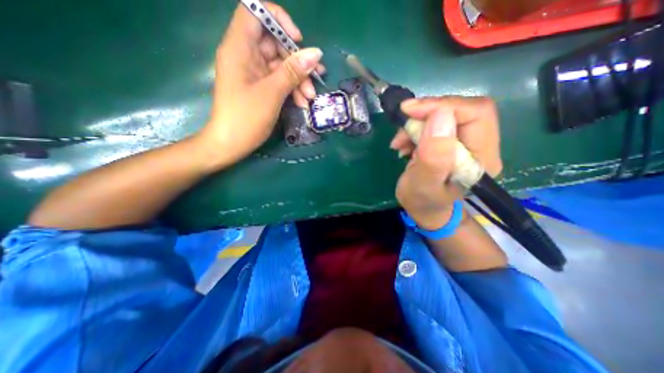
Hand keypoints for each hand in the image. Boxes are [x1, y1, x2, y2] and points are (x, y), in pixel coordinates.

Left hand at [193, 1, 325, 166]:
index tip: (297, 40)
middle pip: (275, 43)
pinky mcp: (260, 87)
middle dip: (297, 62)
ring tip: (310, 98)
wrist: (231, 143)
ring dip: (298, 80)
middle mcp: (245, 55)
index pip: (255, 12)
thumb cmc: (246, 117)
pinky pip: (279, 81)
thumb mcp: (272, 93)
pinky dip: (292, 89)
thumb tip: (315, 53)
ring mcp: (253, 73)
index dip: (278, 20)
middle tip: (314, 79)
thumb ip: (293, 71)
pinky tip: (302, 102)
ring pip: (281, 66)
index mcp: (239, 48)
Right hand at [390, 97, 503, 229]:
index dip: (443, 106)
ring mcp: (467, 142)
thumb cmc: (422, 201)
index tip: (410, 110)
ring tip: (400, 142)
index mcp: (482, 158)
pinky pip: (435, 123)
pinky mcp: (452, 141)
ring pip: (445, 114)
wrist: (424, 209)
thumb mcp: (423, 184)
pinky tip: (404, 144)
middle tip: (403, 126)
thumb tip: (440, 116)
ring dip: (417, 123)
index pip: (476, 113)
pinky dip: (415, 129)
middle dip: (426, 114)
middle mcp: (481, 145)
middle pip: (461, 109)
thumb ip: (434, 156)